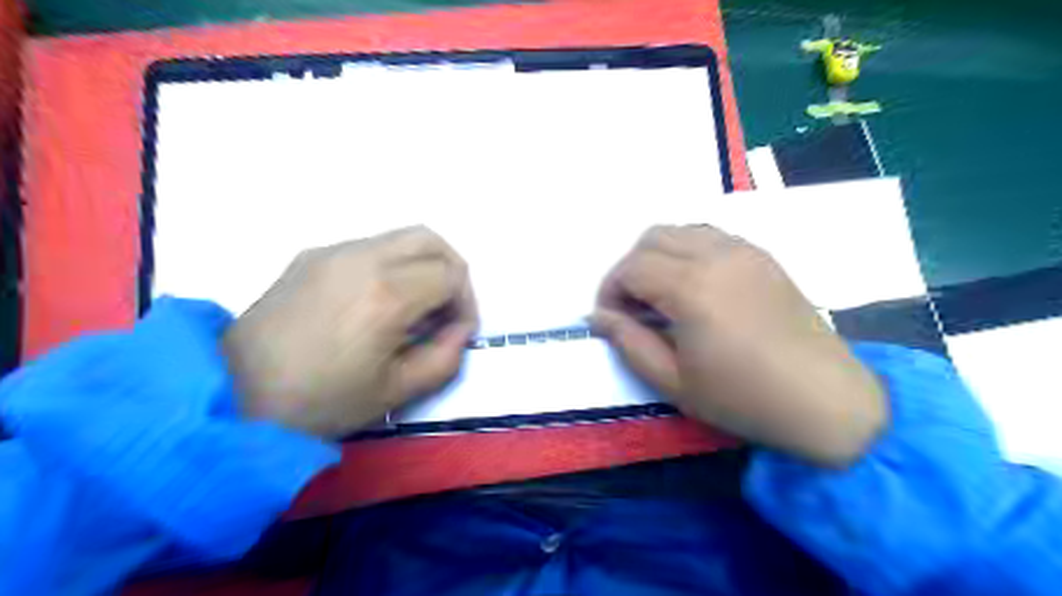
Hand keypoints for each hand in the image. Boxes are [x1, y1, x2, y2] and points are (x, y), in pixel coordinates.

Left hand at [226, 228, 478, 436]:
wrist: (232, 393)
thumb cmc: (320, 401)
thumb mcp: (396, 391)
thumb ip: (444, 357)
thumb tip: (460, 330)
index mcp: (387, 294)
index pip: (452, 275)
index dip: (465, 303)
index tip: (455, 332)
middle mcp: (364, 258)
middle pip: (431, 240)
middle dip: (452, 271)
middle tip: (445, 308)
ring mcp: (334, 251)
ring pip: (401, 236)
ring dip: (421, 265)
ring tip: (412, 306)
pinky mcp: (311, 254)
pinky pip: (369, 246)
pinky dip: (391, 264)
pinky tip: (374, 301)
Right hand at [597, 226, 890, 468]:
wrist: (824, 400)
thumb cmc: (742, 398)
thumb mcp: (672, 381)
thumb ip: (628, 342)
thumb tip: (598, 317)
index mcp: (691, 287)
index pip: (630, 268)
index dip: (610, 290)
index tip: (610, 319)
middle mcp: (716, 255)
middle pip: (651, 238)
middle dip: (630, 268)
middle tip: (632, 307)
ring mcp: (743, 250)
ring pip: (681, 230)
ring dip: (658, 255)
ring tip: (660, 294)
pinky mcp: (762, 256)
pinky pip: (710, 236)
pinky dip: (687, 250)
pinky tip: (693, 286)